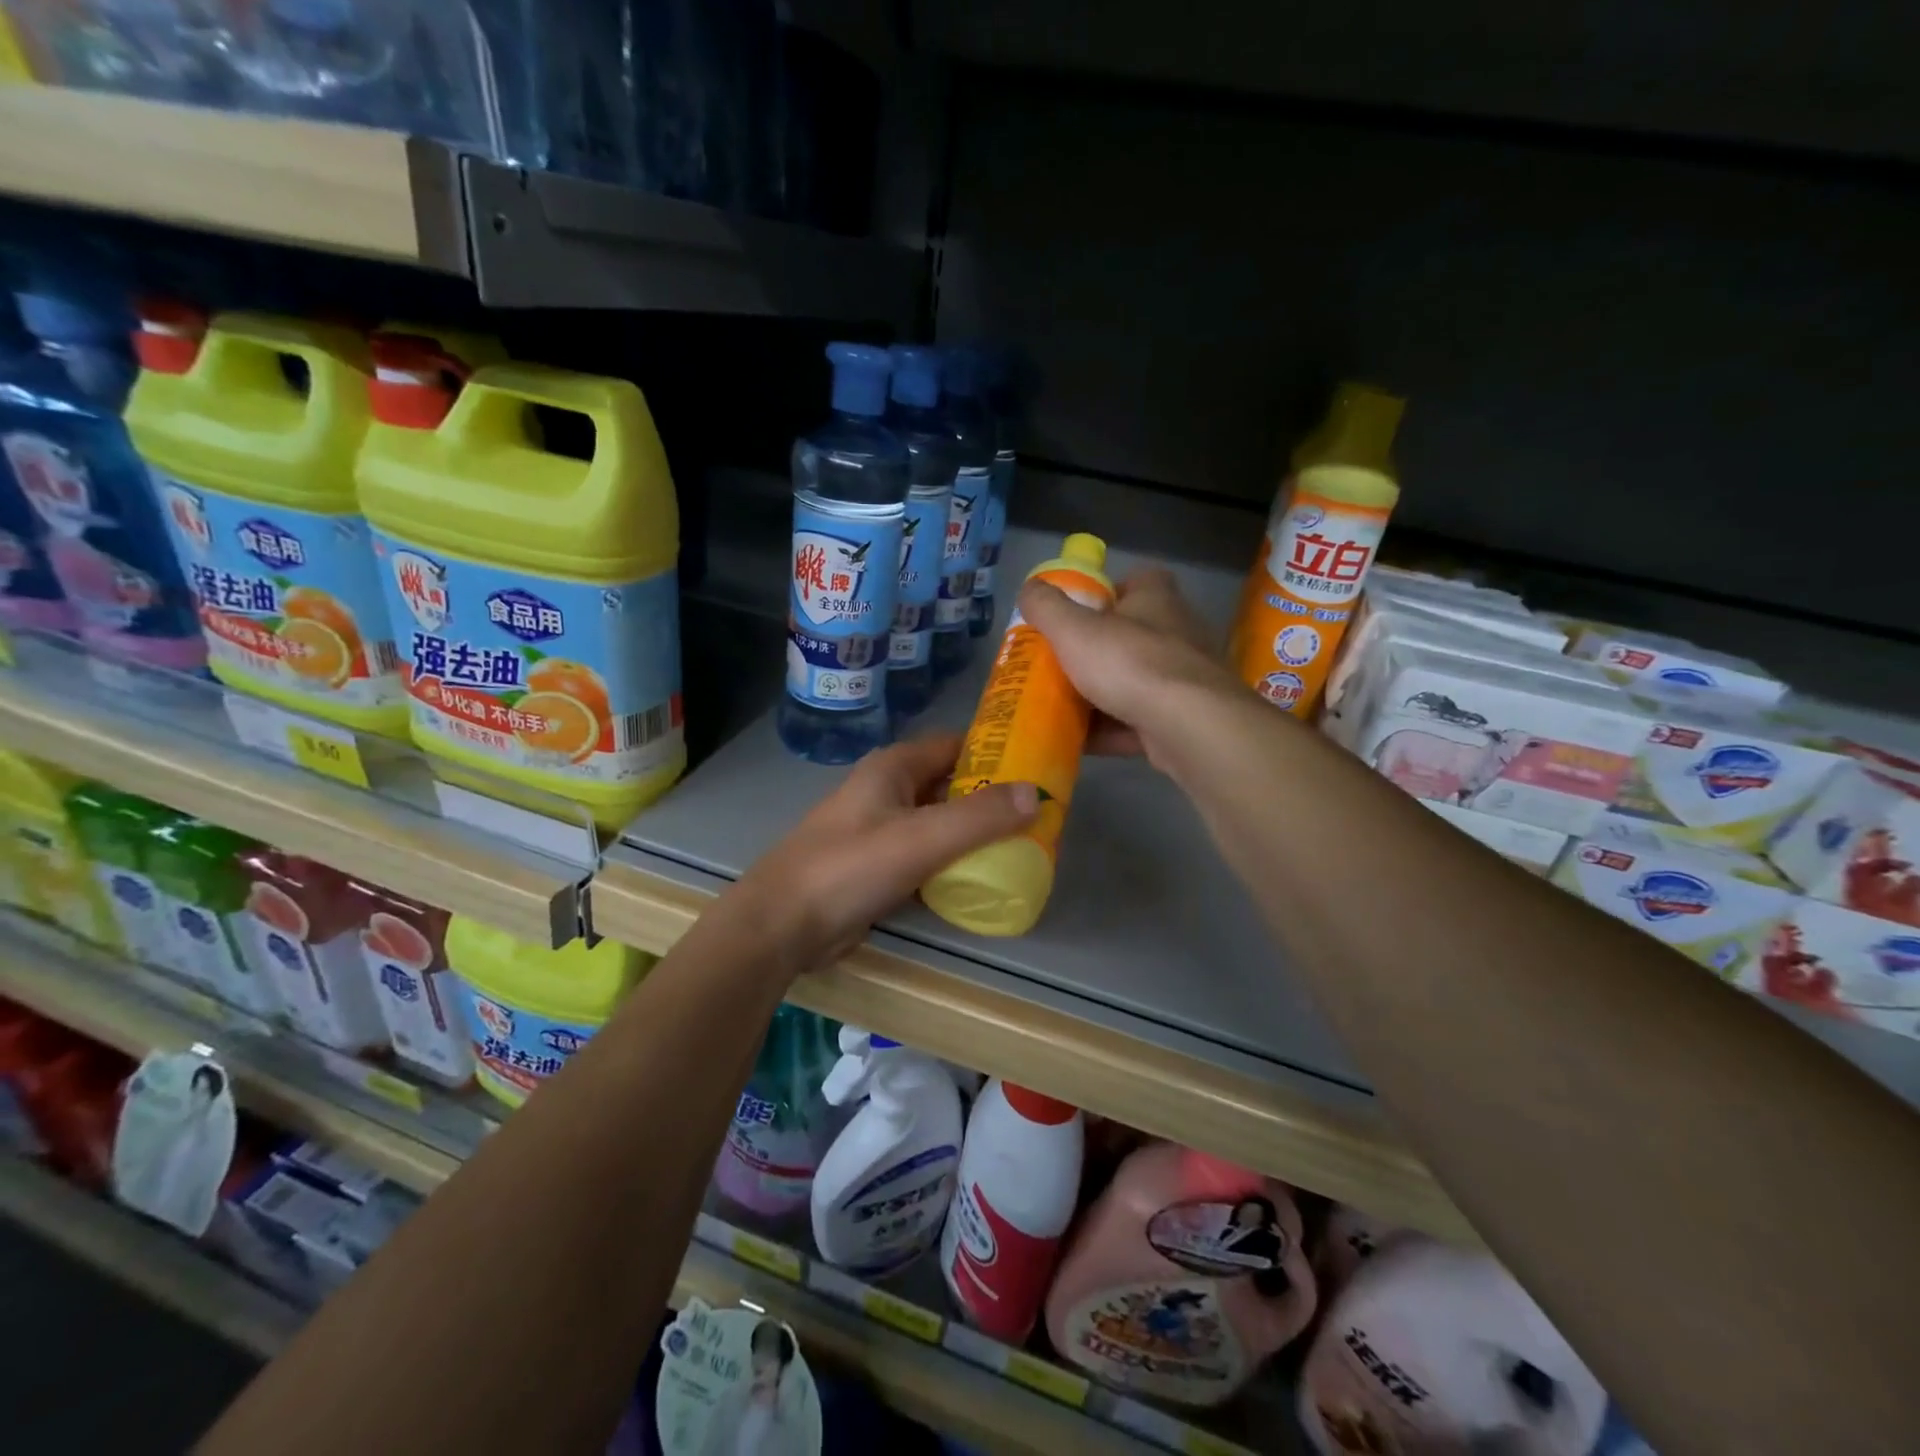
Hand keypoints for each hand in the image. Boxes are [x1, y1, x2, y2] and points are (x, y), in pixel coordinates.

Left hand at [731, 734, 1037, 972]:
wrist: (782, 925)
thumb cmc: (850, 868)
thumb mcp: (921, 838)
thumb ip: (980, 816)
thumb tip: (1037, 793)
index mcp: (893, 768)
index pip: (955, 746)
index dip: (996, 753)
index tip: (1038, 769)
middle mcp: (887, 791)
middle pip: (949, 785)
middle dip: (990, 799)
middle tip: (1037, 818)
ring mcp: (880, 831)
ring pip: (938, 824)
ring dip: (972, 835)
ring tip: (1020, 849)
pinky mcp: (876, 868)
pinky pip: (924, 857)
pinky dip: (951, 865)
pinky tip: (980, 881)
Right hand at [1017, 567, 1239, 767]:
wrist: (1190, 727)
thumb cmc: (1131, 664)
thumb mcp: (1074, 629)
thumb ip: (1047, 607)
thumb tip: (1029, 589)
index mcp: (1156, 599)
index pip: (1135, 581)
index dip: (1104, 593)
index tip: (1074, 614)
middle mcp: (1177, 632)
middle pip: (1130, 636)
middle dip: (1095, 652)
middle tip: (1058, 666)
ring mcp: (1184, 679)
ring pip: (1134, 683)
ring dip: (1100, 696)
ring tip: (1060, 708)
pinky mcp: (1184, 720)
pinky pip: (1138, 722)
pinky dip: (1111, 732)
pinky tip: (1079, 743)